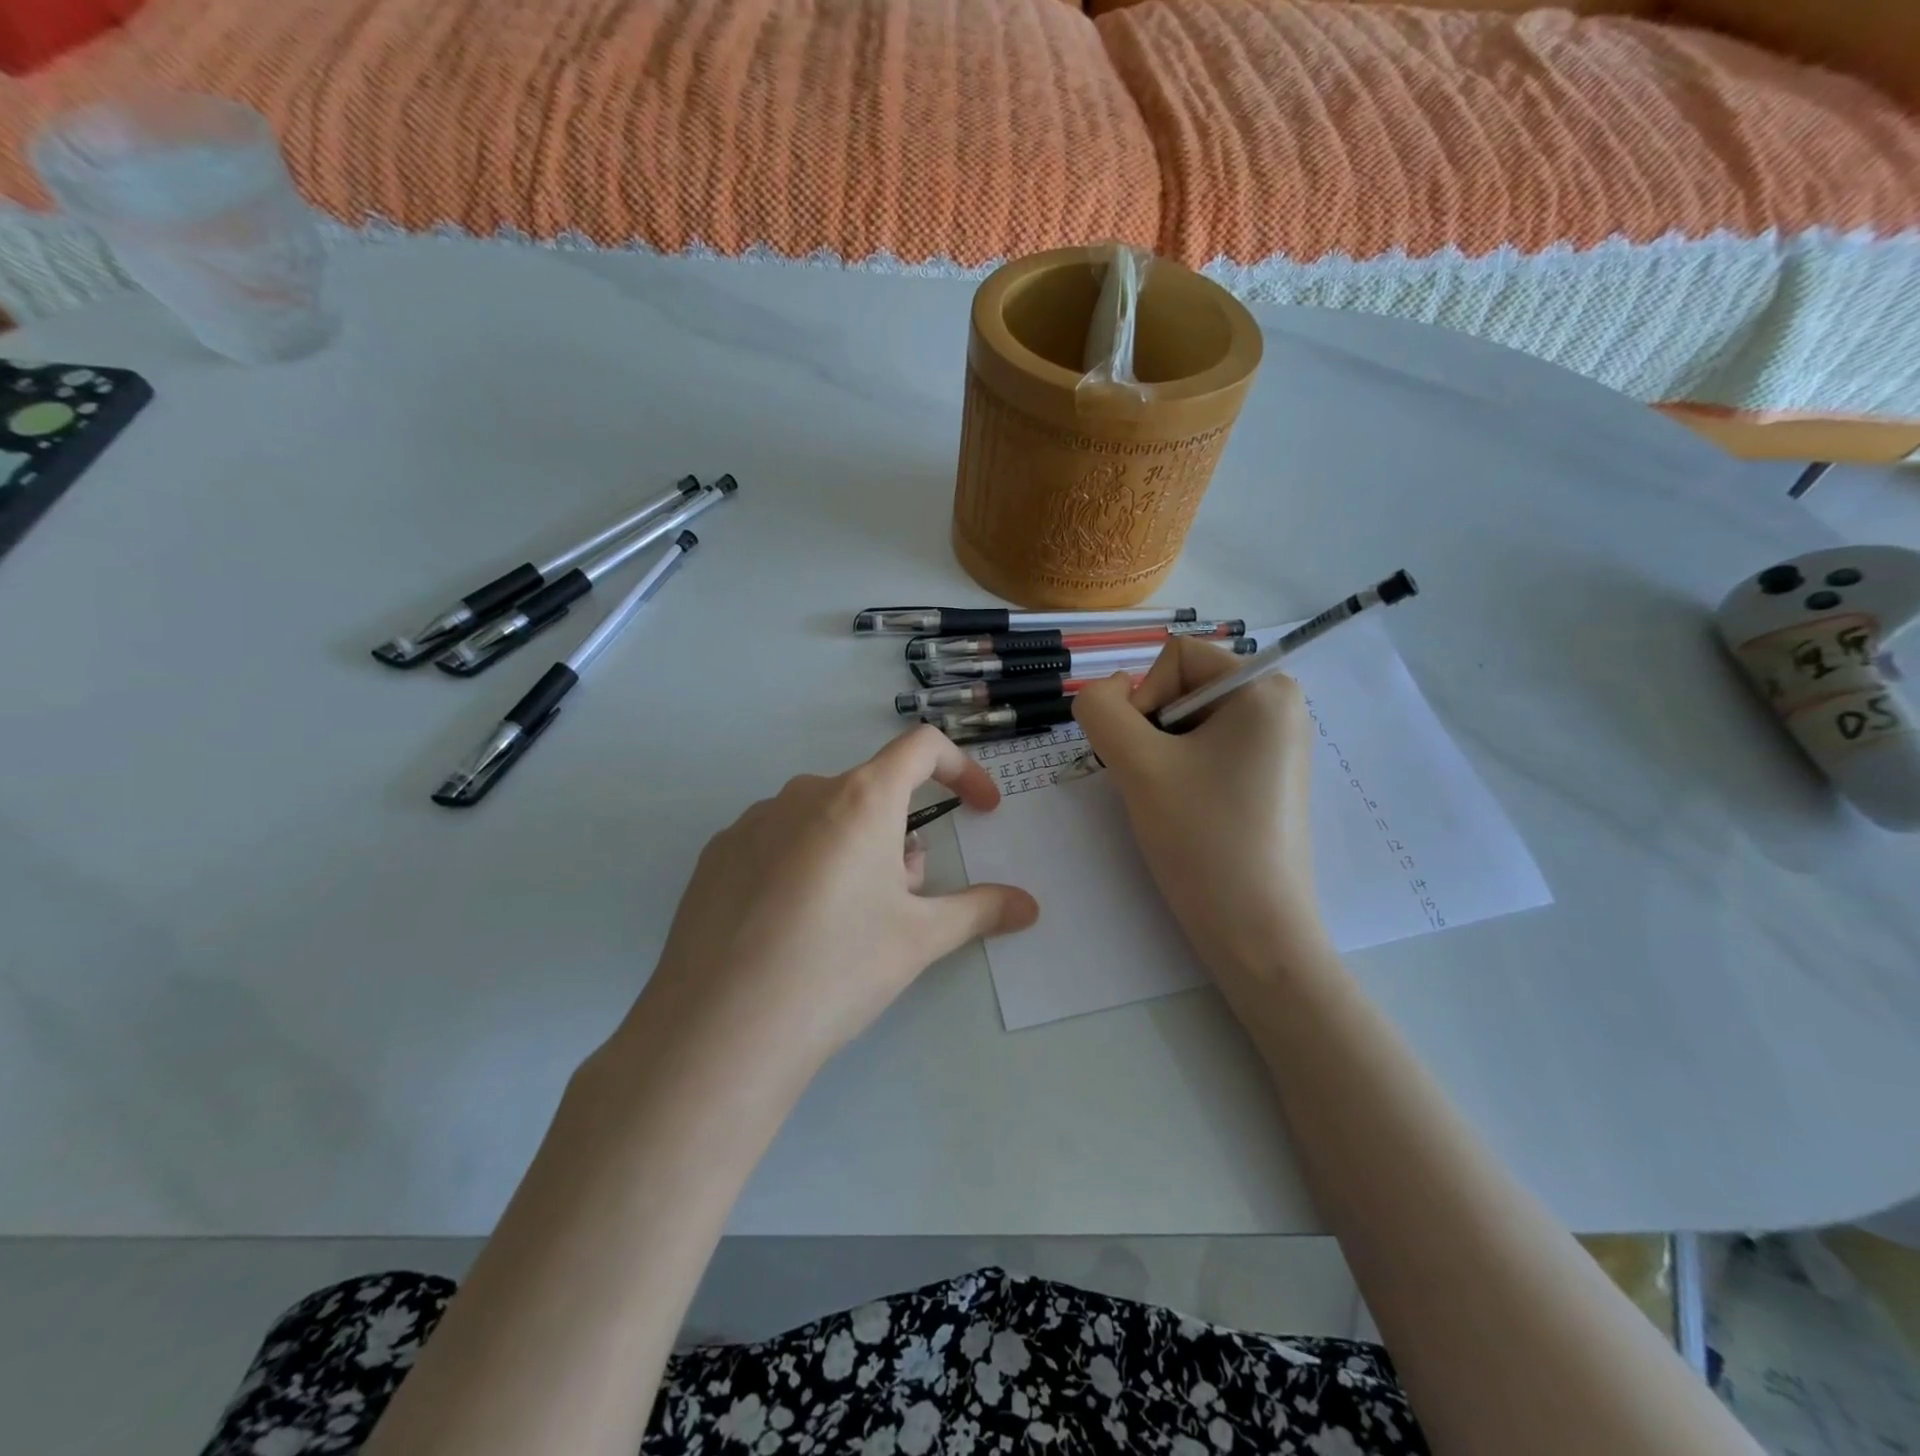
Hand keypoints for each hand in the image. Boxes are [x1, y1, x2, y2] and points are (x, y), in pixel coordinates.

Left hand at [620, 726, 1038, 1091]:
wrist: (721, 1031)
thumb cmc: (837, 969)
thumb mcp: (919, 940)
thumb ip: (980, 910)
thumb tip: (1028, 906)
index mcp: (860, 799)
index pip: (922, 748)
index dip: (962, 769)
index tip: (981, 808)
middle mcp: (803, 793)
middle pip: (873, 795)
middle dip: (901, 838)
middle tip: (901, 905)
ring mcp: (752, 821)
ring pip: (825, 820)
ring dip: (852, 853)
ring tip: (842, 926)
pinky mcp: (716, 855)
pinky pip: (778, 842)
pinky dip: (802, 867)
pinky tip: (789, 932)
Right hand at [1073, 637, 1325, 998]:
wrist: (1254, 931)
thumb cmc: (1201, 839)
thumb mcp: (1136, 764)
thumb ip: (1100, 709)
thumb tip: (1105, 691)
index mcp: (1264, 687)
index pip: (1175, 656)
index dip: (1143, 699)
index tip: (1147, 757)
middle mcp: (1280, 704)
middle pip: (1183, 686)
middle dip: (1153, 730)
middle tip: (1156, 783)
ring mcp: (1277, 742)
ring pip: (1188, 720)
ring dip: (1162, 753)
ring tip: (1171, 801)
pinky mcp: (1268, 775)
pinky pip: (1208, 748)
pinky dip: (1182, 770)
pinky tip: (1188, 810)